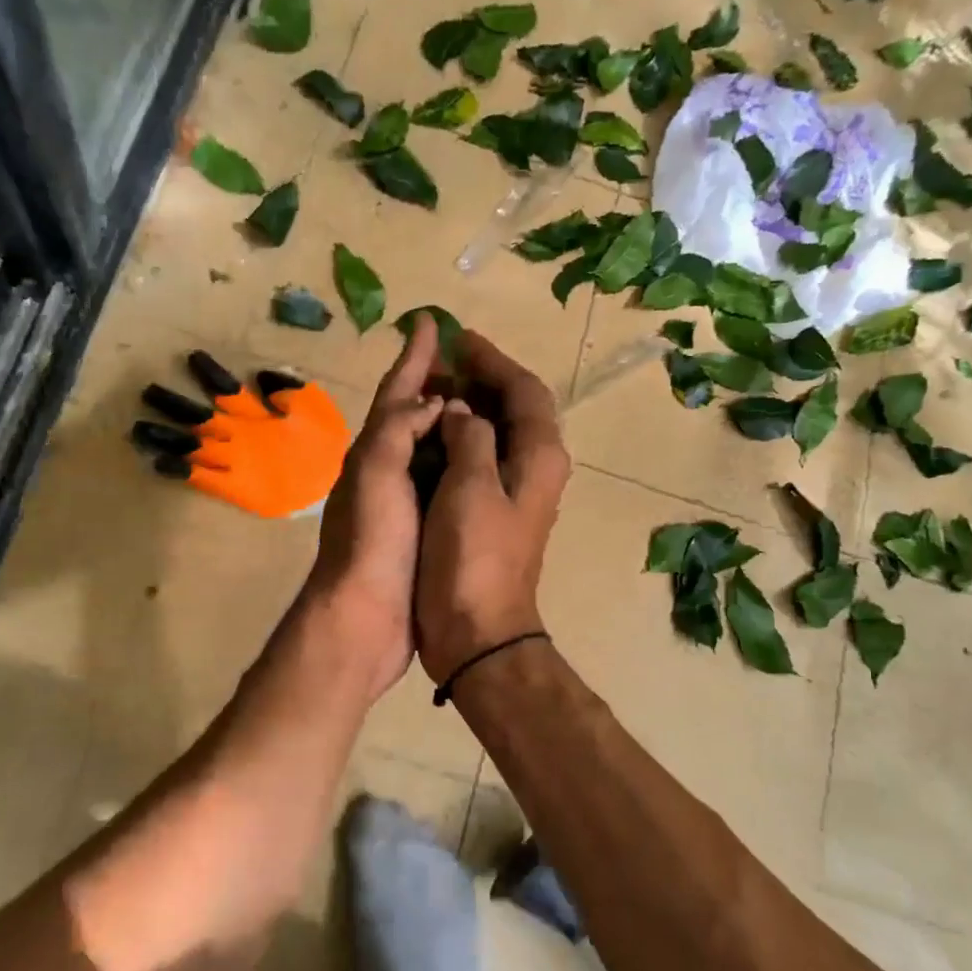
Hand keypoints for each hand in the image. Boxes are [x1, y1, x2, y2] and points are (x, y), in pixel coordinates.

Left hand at [301, 317, 444, 702]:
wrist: (366, 618)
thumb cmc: (371, 541)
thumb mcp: (376, 472)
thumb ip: (398, 429)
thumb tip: (432, 405)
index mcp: (372, 454)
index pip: (395, 394)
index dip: (413, 358)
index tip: (430, 322)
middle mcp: (385, 473)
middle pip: (411, 418)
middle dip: (433, 386)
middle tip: (466, 361)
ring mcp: (402, 505)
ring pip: (429, 452)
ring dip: (449, 424)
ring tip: (480, 403)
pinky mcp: (421, 533)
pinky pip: (443, 485)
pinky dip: (458, 465)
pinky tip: (478, 463)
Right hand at [415, 332, 569, 683]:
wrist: (478, 631)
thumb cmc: (473, 558)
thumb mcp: (470, 487)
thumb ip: (470, 438)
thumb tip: (463, 412)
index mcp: (539, 456)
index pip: (523, 390)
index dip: (492, 360)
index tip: (459, 339)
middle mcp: (536, 469)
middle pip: (515, 408)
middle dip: (482, 379)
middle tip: (441, 360)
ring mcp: (517, 494)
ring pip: (497, 434)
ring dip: (470, 408)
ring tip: (432, 390)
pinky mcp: (495, 515)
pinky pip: (481, 460)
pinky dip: (461, 440)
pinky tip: (432, 438)